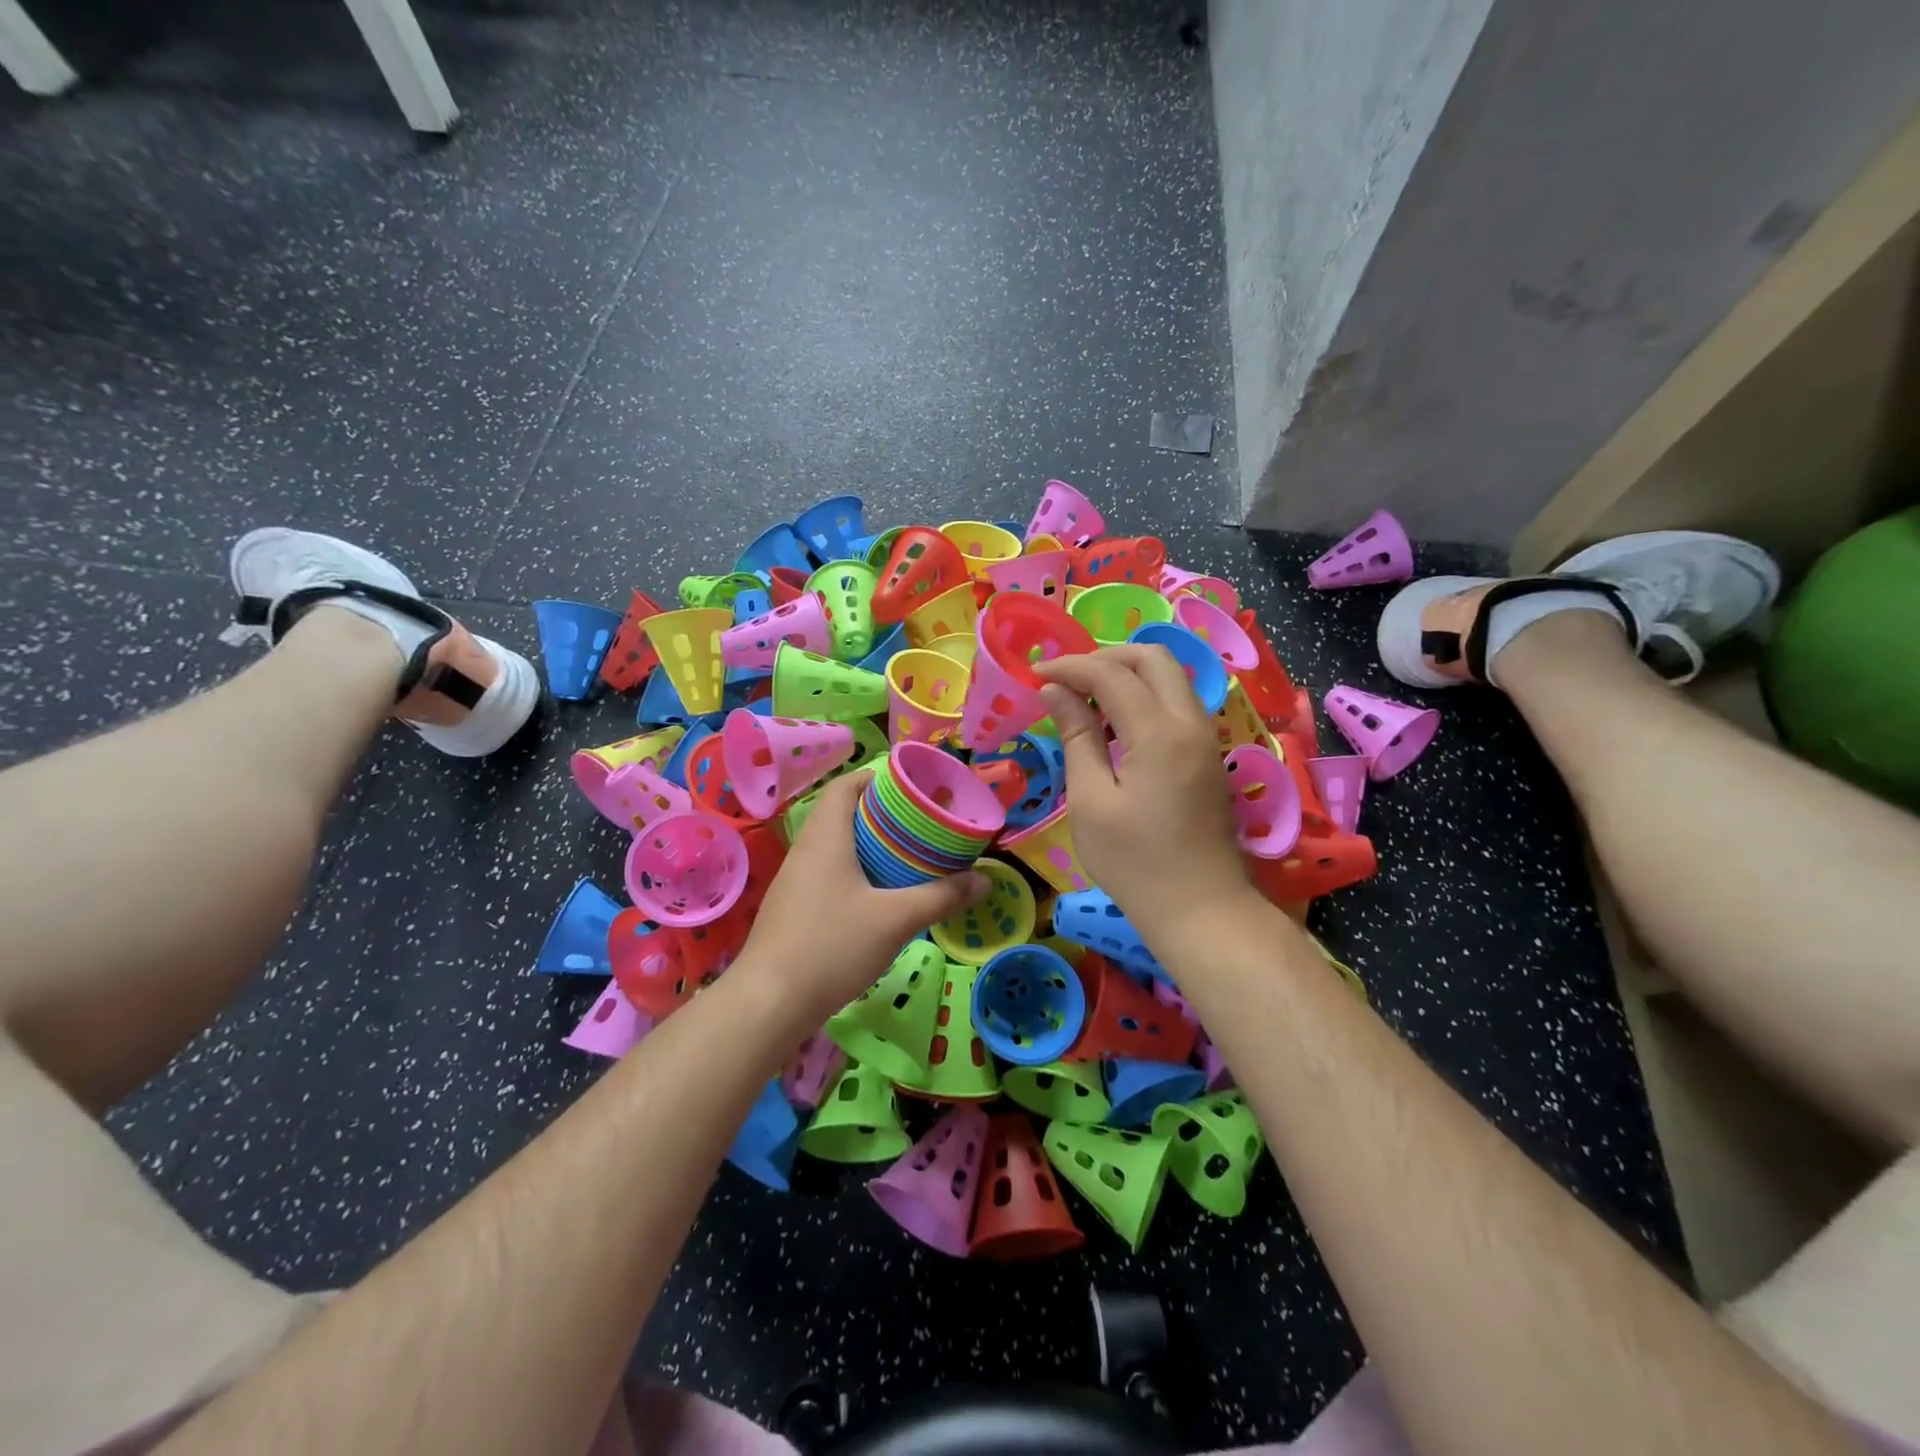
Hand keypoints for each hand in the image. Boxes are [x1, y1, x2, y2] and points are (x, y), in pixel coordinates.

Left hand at [736, 771, 986, 1020]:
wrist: (768, 1004)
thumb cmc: (832, 946)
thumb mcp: (896, 920)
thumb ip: (942, 896)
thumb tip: (984, 880)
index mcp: (825, 837)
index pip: (845, 786)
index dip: (876, 778)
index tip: (911, 788)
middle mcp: (805, 850)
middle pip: (841, 814)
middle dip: (881, 814)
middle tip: (919, 826)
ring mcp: (794, 882)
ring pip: (834, 846)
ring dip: (867, 846)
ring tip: (906, 858)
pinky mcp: (792, 909)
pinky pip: (827, 874)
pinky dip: (854, 872)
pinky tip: (877, 898)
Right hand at [1034, 645, 1250, 935]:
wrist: (1200, 908)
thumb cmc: (1134, 862)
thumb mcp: (1091, 801)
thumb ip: (1077, 737)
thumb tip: (1055, 692)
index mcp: (1159, 733)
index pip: (1111, 674)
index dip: (1070, 667)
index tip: (1035, 675)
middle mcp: (1190, 722)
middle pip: (1153, 658)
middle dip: (1105, 656)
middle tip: (1067, 680)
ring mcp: (1205, 737)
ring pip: (1170, 677)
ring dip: (1127, 675)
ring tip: (1086, 699)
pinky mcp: (1208, 754)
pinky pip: (1176, 702)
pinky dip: (1144, 696)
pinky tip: (1115, 725)